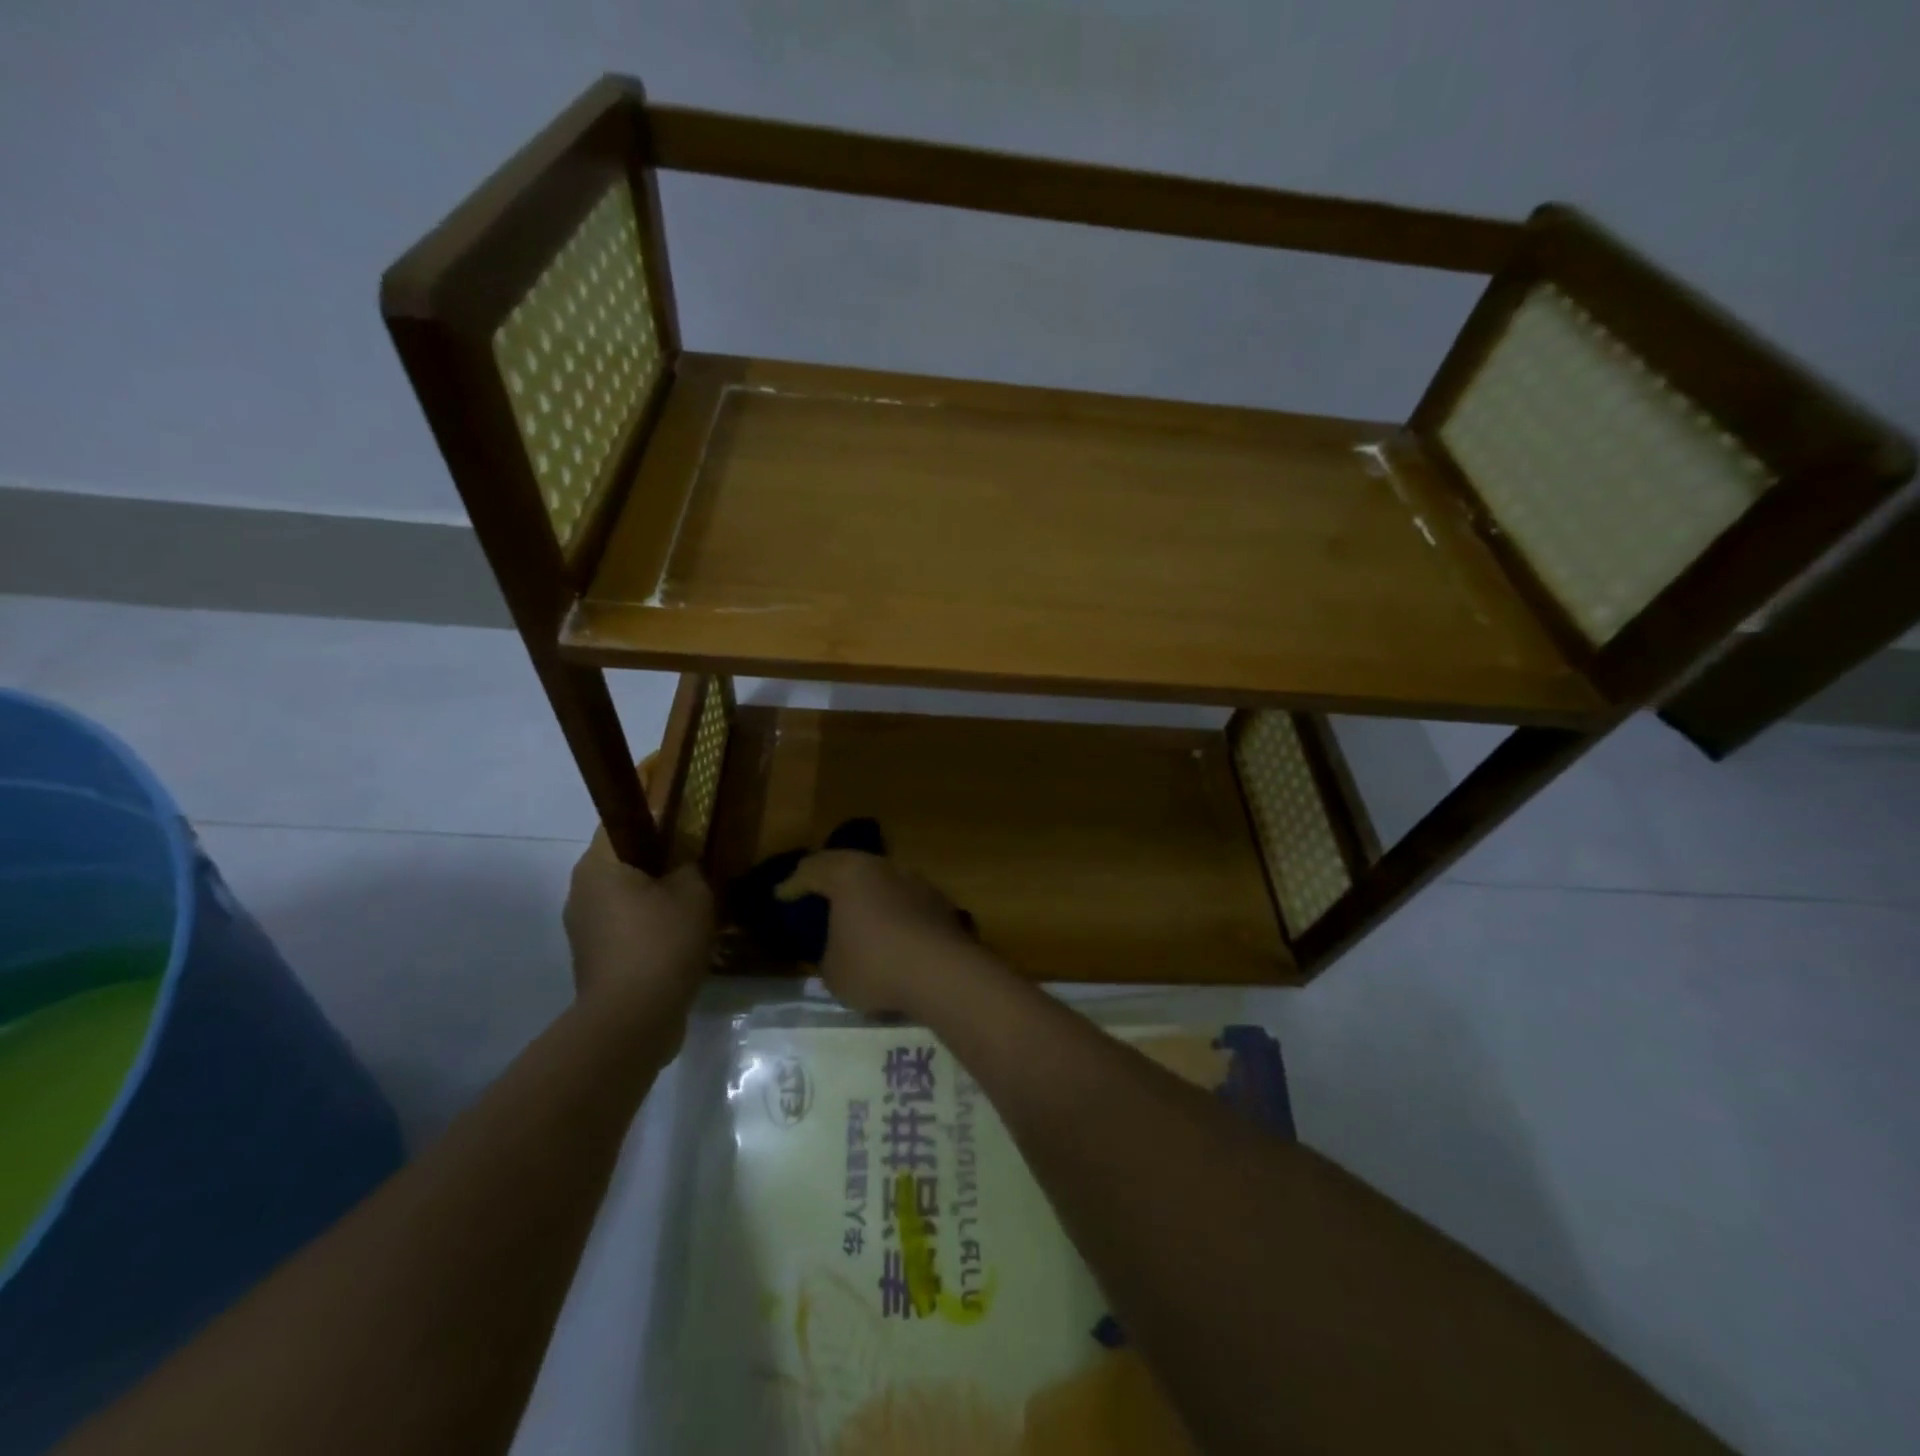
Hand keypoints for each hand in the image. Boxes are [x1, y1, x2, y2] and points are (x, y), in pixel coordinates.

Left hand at [564, 831, 713, 1017]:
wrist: (632, 1019)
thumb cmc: (662, 941)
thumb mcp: (694, 892)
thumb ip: (690, 866)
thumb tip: (683, 866)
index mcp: (598, 865)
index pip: (621, 821)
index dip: (653, 816)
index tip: (684, 822)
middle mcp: (581, 890)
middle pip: (622, 861)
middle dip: (658, 861)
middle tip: (696, 865)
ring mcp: (583, 928)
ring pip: (624, 896)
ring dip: (654, 897)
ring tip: (693, 904)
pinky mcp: (593, 958)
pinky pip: (624, 927)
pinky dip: (648, 926)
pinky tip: (680, 938)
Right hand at [777, 851, 976, 1015]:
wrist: (942, 972)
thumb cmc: (875, 965)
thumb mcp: (832, 971)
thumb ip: (828, 953)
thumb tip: (837, 950)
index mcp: (849, 874)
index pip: (812, 870)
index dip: (792, 884)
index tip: (781, 895)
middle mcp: (883, 867)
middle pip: (850, 865)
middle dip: (831, 878)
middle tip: (815, 891)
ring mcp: (915, 881)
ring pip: (882, 879)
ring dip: (866, 893)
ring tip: (855, 911)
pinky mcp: (939, 902)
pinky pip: (905, 900)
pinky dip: (892, 910)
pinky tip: (889, 929)